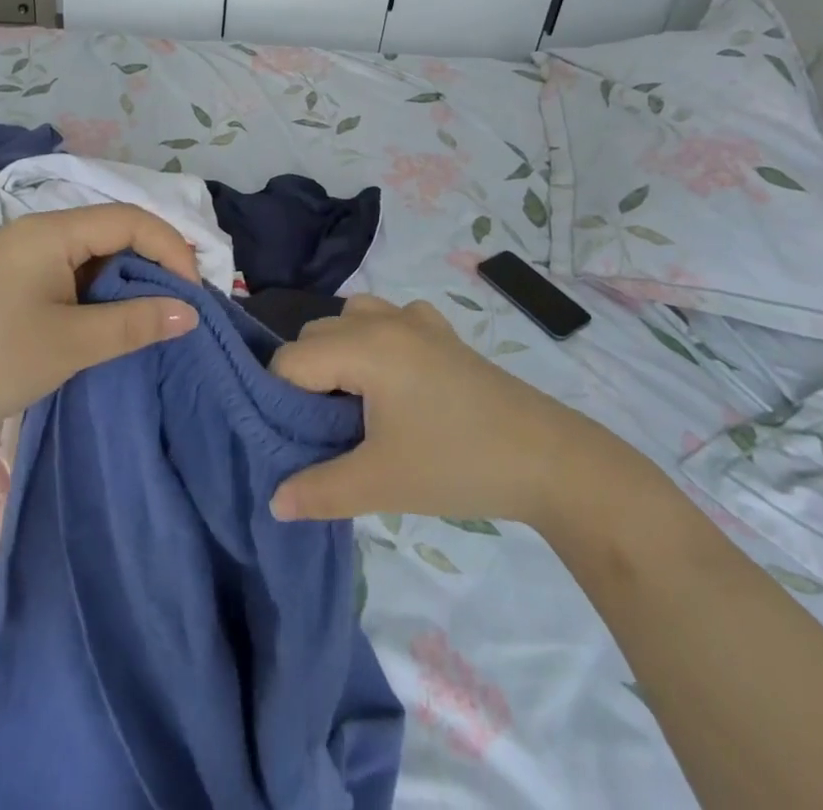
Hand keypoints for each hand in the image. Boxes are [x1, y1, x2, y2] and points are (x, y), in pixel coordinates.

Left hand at [0, 204, 199, 440]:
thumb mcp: (70, 344)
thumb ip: (135, 324)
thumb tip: (190, 313)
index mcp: (50, 231)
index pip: (130, 220)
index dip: (171, 249)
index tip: (193, 295)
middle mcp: (36, 231)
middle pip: (112, 231)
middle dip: (153, 263)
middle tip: (180, 305)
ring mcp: (20, 256)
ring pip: (91, 254)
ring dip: (126, 281)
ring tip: (152, 316)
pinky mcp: (10, 281)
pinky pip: (69, 273)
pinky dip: (98, 293)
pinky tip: (109, 321)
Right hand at [269, 296, 577, 523]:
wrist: (548, 459)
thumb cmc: (456, 464)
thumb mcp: (381, 483)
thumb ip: (319, 490)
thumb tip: (274, 503)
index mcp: (364, 347)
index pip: (291, 360)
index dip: (281, 399)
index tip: (294, 438)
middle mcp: (384, 320)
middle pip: (316, 334)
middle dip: (306, 376)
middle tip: (322, 429)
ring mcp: (418, 320)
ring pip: (352, 317)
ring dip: (339, 351)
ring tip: (354, 401)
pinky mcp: (443, 332)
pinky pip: (392, 318)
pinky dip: (378, 338)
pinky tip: (396, 377)